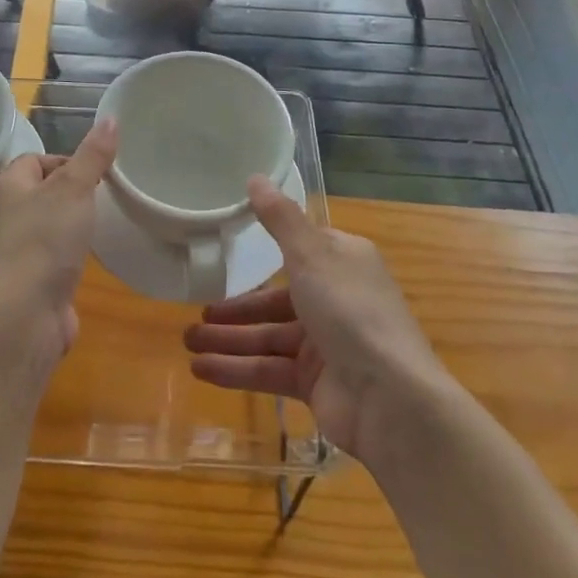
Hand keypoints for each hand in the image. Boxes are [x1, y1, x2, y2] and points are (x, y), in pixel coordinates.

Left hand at [0, 118, 118, 363]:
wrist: (22, 317)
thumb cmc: (44, 241)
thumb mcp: (74, 188)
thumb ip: (93, 155)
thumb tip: (111, 118)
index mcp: (7, 186)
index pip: (36, 159)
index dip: (67, 161)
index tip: (97, 173)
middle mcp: (5, 215)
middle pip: (42, 192)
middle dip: (73, 193)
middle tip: (103, 197)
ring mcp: (14, 251)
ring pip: (47, 226)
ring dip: (72, 226)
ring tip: (100, 226)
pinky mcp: (27, 282)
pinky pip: (51, 257)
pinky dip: (69, 256)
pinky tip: (87, 260)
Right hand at [184, 178, 446, 462]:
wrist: (391, 400)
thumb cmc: (350, 312)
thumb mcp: (311, 255)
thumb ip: (280, 218)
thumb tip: (256, 177)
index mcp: (343, 263)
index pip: (300, 251)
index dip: (265, 252)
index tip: (228, 248)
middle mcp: (337, 300)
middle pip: (276, 299)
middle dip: (236, 308)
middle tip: (197, 311)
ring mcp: (327, 345)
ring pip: (268, 337)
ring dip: (228, 339)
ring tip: (187, 341)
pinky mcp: (316, 384)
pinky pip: (269, 370)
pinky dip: (236, 369)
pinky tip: (200, 369)